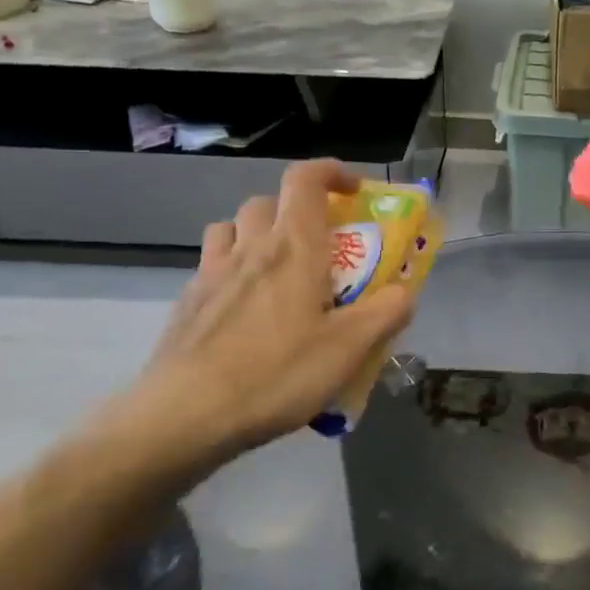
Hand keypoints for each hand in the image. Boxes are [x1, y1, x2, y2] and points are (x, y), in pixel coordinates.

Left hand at [108, 160, 415, 476]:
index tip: (355, 192)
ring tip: (277, 269)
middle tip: (321, 245)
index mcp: (293, 247)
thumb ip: (387, 312)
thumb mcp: (350, 348)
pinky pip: (211, 265)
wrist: (183, 417)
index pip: (305, 179)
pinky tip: (245, 310)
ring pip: (232, 228)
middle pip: (268, 201)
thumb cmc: (276, 374)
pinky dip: (232, 270)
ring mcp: (210, 274)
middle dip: (298, 209)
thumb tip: (406, 291)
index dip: (332, 172)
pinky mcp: (186, 303)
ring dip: (257, 233)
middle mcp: (250, 248)